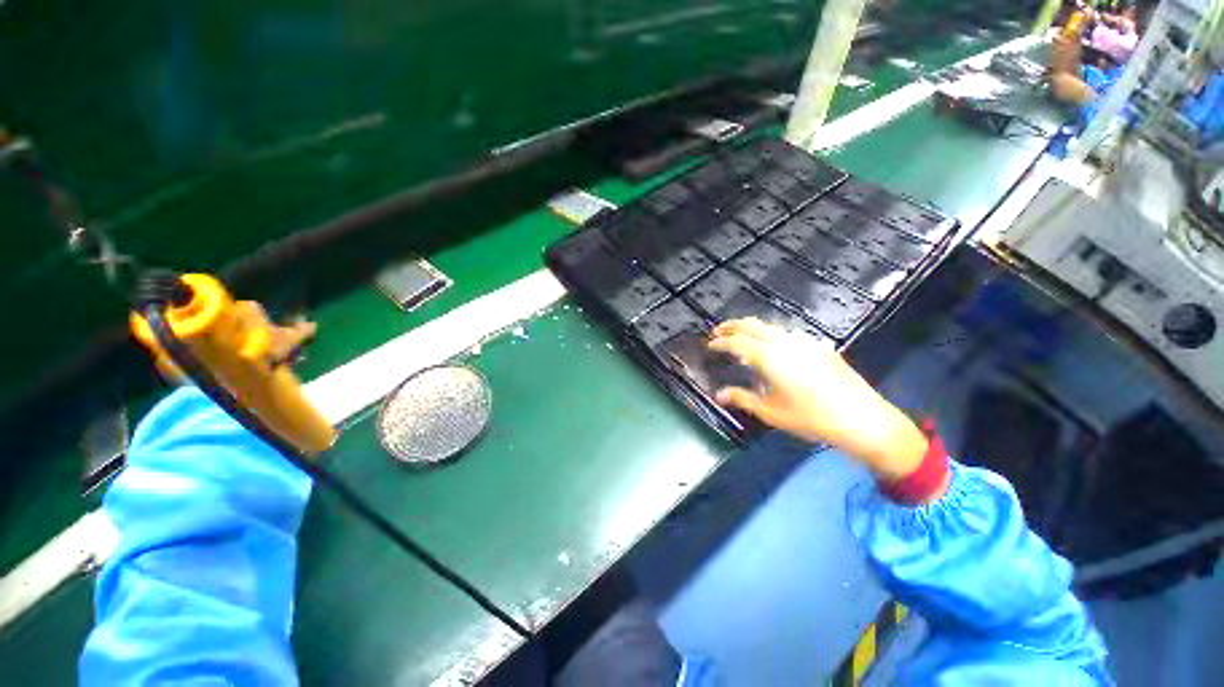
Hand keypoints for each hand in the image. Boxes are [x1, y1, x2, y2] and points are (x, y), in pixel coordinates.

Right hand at [708, 318, 927, 480]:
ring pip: (771, 326)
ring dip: (752, 328)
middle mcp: (785, 343)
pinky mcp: (820, 346)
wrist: (861, 418)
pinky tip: (774, 346)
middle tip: (719, 331)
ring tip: (742, 336)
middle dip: (733, 326)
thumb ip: (742, 398)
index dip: (721, 342)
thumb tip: (719, 394)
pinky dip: (772, 334)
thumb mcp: (771, 412)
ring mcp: (805, 342)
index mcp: (770, 357)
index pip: (737, 342)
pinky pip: (789, 333)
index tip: (710, 344)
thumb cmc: (810, 418)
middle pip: (753, 325)